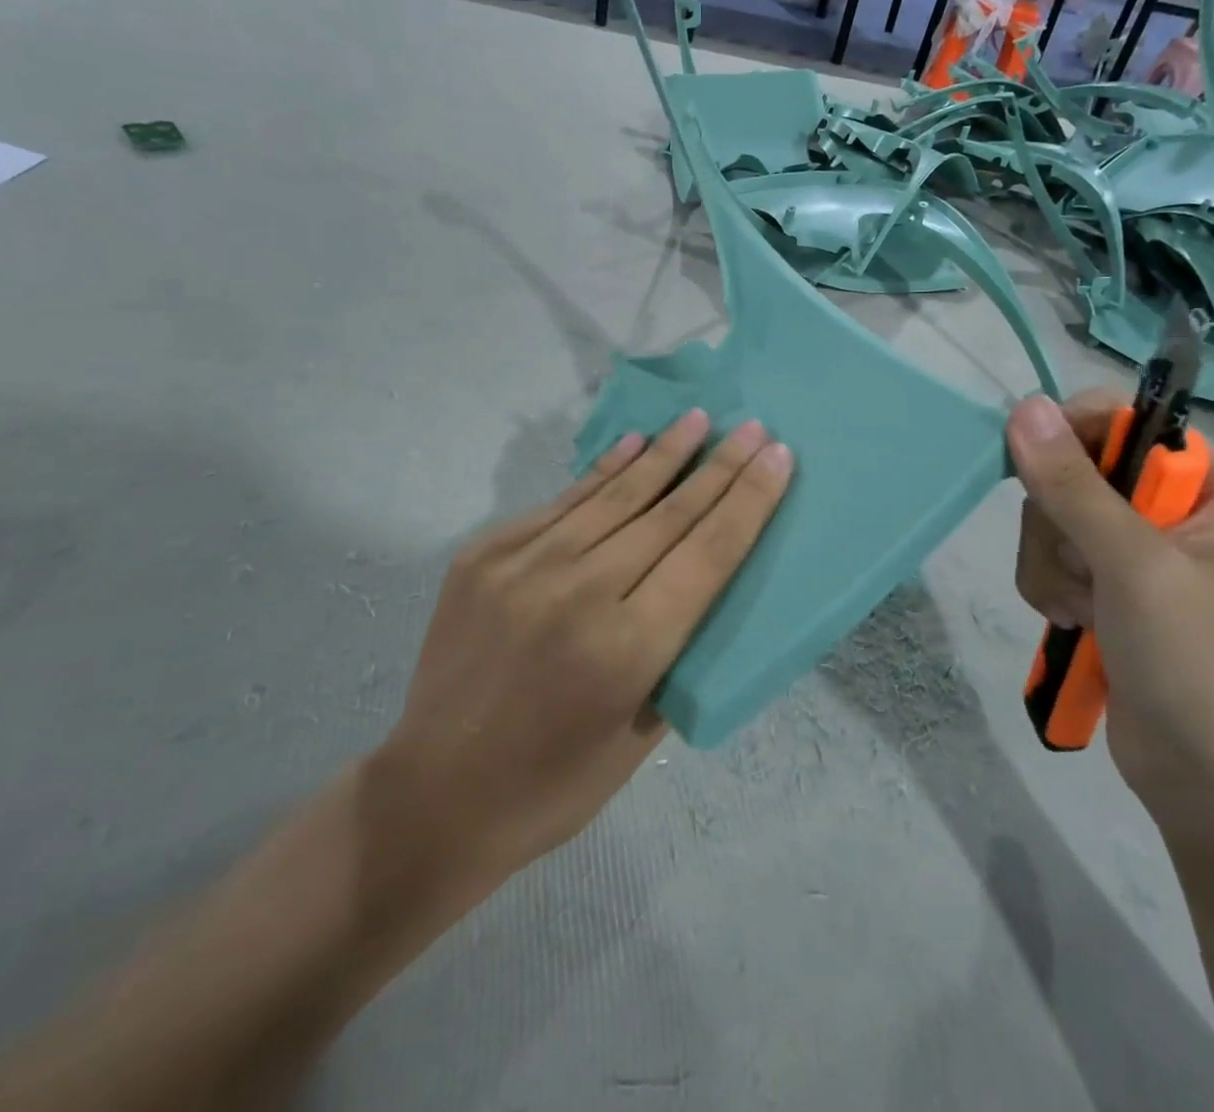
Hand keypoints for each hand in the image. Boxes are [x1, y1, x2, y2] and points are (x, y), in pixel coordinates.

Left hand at [374, 410, 791, 893]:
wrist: (435, 795)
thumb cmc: (556, 784)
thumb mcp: (642, 736)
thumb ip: (677, 651)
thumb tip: (702, 580)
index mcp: (627, 649)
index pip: (707, 554)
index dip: (748, 500)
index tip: (778, 456)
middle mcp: (578, 593)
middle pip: (668, 515)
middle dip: (719, 467)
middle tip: (752, 426)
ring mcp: (523, 567)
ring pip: (614, 496)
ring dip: (663, 453)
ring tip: (698, 419)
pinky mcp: (485, 555)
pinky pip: (561, 504)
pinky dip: (602, 473)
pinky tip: (631, 444)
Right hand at [1007, 393, 1213, 848]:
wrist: (1211, 783)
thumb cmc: (1197, 666)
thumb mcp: (1133, 566)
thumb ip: (1074, 485)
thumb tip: (1024, 406)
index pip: (1121, 417)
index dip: (1071, 441)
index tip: (1039, 483)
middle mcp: (1177, 501)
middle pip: (1074, 468)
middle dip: (1060, 526)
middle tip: (1086, 574)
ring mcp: (1140, 544)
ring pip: (1051, 515)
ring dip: (1052, 564)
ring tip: (1085, 611)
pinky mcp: (1110, 581)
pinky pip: (1050, 554)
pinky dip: (1051, 586)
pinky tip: (1078, 622)